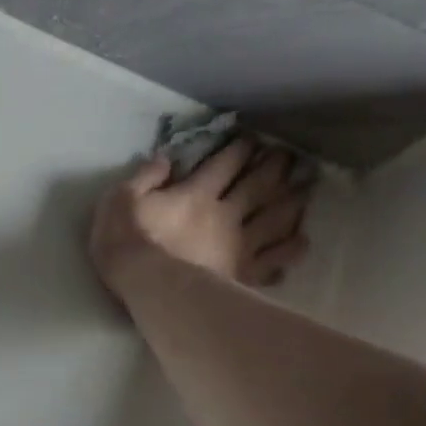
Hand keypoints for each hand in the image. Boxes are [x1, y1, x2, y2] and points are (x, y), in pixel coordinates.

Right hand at [89, 137, 310, 296]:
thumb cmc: (125, 242)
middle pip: (259, 185)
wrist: (147, 286)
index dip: (240, 149)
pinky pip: (274, 261)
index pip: (225, 164)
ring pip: (275, 218)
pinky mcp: (243, 273)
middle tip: (290, 156)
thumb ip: (144, 177)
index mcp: (196, 194)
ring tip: (306, 190)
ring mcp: (239, 245)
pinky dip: (289, 250)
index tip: (253, 139)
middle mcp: (226, 214)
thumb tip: (166, 158)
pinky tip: (301, 243)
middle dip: (276, 167)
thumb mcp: (119, 200)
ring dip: (293, 202)